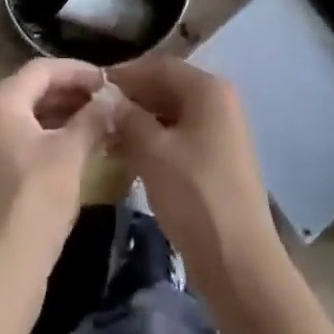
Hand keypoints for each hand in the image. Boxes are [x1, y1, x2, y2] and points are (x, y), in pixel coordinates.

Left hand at [0, 58, 111, 291]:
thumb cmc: (34, 203)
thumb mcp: (70, 155)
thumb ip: (93, 118)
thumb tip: (114, 96)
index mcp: (1, 100)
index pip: (44, 69)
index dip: (79, 71)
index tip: (110, 80)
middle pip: (37, 90)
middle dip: (75, 94)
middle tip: (110, 102)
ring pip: (34, 116)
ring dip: (68, 116)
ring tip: (103, 123)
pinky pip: (29, 140)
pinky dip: (55, 138)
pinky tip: (83, 149)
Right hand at [109, 57, 283, 299]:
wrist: (240, 267)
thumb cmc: (196, 197)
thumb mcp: (153, 152)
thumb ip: (127, 117)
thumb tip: (107, 97)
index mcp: (208, 89)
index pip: (158, 67)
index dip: (124, 75)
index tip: (92, 87)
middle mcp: (219, 102)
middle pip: (166, 88)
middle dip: (131, 100)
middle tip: (96, 113)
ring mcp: (221, 132)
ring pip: (172, 115)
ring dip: (140, 122)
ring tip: (106, 136)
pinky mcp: (218, 161)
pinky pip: (180, 138)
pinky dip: (155, 142)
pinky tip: (128, 157)